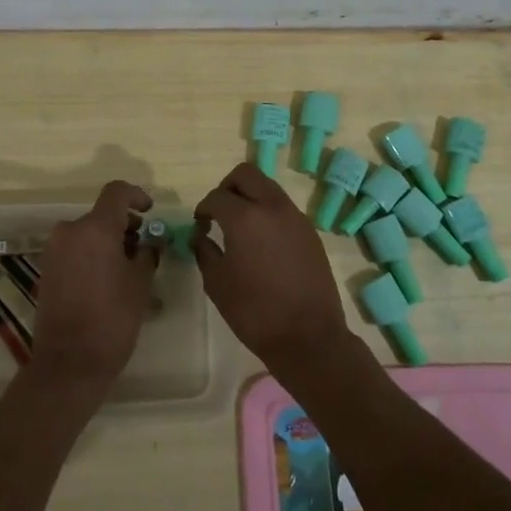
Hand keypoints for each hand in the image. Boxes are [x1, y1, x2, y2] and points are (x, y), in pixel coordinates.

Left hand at [27, 180, 157, 399]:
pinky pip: (75, 250)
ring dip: (109, 241)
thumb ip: (147, 253)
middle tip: (145, 246)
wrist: (70, 362)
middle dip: (125, 225)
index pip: (116, 192)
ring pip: (88, 233)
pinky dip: (93, 255)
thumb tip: (150, 241)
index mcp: (95, 228)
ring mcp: (54, 250)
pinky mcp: (47, 269)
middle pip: (102, 215)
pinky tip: (109, 280)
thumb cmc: (112, 319)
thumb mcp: (140, 283)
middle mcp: (70, 231)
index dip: (136, 196)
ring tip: (130, 268)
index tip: (150, 212)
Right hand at [193, 163, 354, 376]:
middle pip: (246, 174)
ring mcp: (295, 217)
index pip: (217, 196)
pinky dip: (268, 213)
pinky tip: (263, 243)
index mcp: (245, 217)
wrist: (308, 336)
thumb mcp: (217, 283)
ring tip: (241, 228)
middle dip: (227, 187)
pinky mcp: (310, 232)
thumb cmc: (254, 311)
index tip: (200, 225)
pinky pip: (283, 208)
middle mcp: (272, 207)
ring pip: (268, 187)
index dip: (203, 208)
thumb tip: (200, 235)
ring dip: (250, 197)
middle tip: (219, 213)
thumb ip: (204, 251)